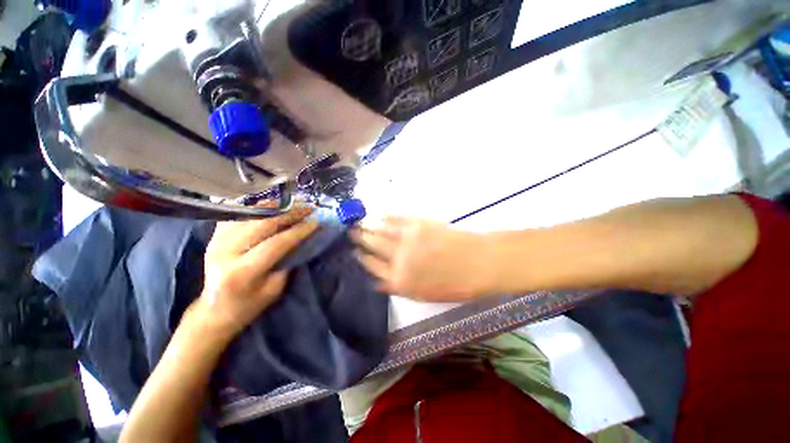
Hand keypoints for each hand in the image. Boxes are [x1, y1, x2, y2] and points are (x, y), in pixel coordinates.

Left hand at [194, 208, 318, 336]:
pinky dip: (258, 208)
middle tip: (308, 208)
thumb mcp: (274, 289)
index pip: (276, 243)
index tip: (316, 221)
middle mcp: (225, 252)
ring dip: (276, 207)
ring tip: (295, 204)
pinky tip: (273, 206)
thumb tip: (302, 237)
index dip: (299, 231)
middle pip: (262, 223)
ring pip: (250, 214)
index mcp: (241, 272)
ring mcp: (216, 241)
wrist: (213, 309)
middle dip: (289, 213)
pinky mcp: (214, 235)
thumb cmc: (249, 304)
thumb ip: (287, 261)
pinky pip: (239, 214)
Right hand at [352, 217, 494, 301]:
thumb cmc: (454, 285)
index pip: (372, 267)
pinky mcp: (417, 223)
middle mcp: (398, 258)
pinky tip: (379, 215)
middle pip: (372, 246)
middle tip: (349, 232)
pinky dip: (386, 216)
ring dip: (367, 226)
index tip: (354, 252)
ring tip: (357, 222)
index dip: (362, 258)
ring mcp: (407, 238)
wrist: (478, 263)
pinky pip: (397, 219)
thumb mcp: (424, 295)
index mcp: (399, 279)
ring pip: (380, 230)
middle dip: (359, 239)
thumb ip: (398, 288)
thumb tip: (377, 282)